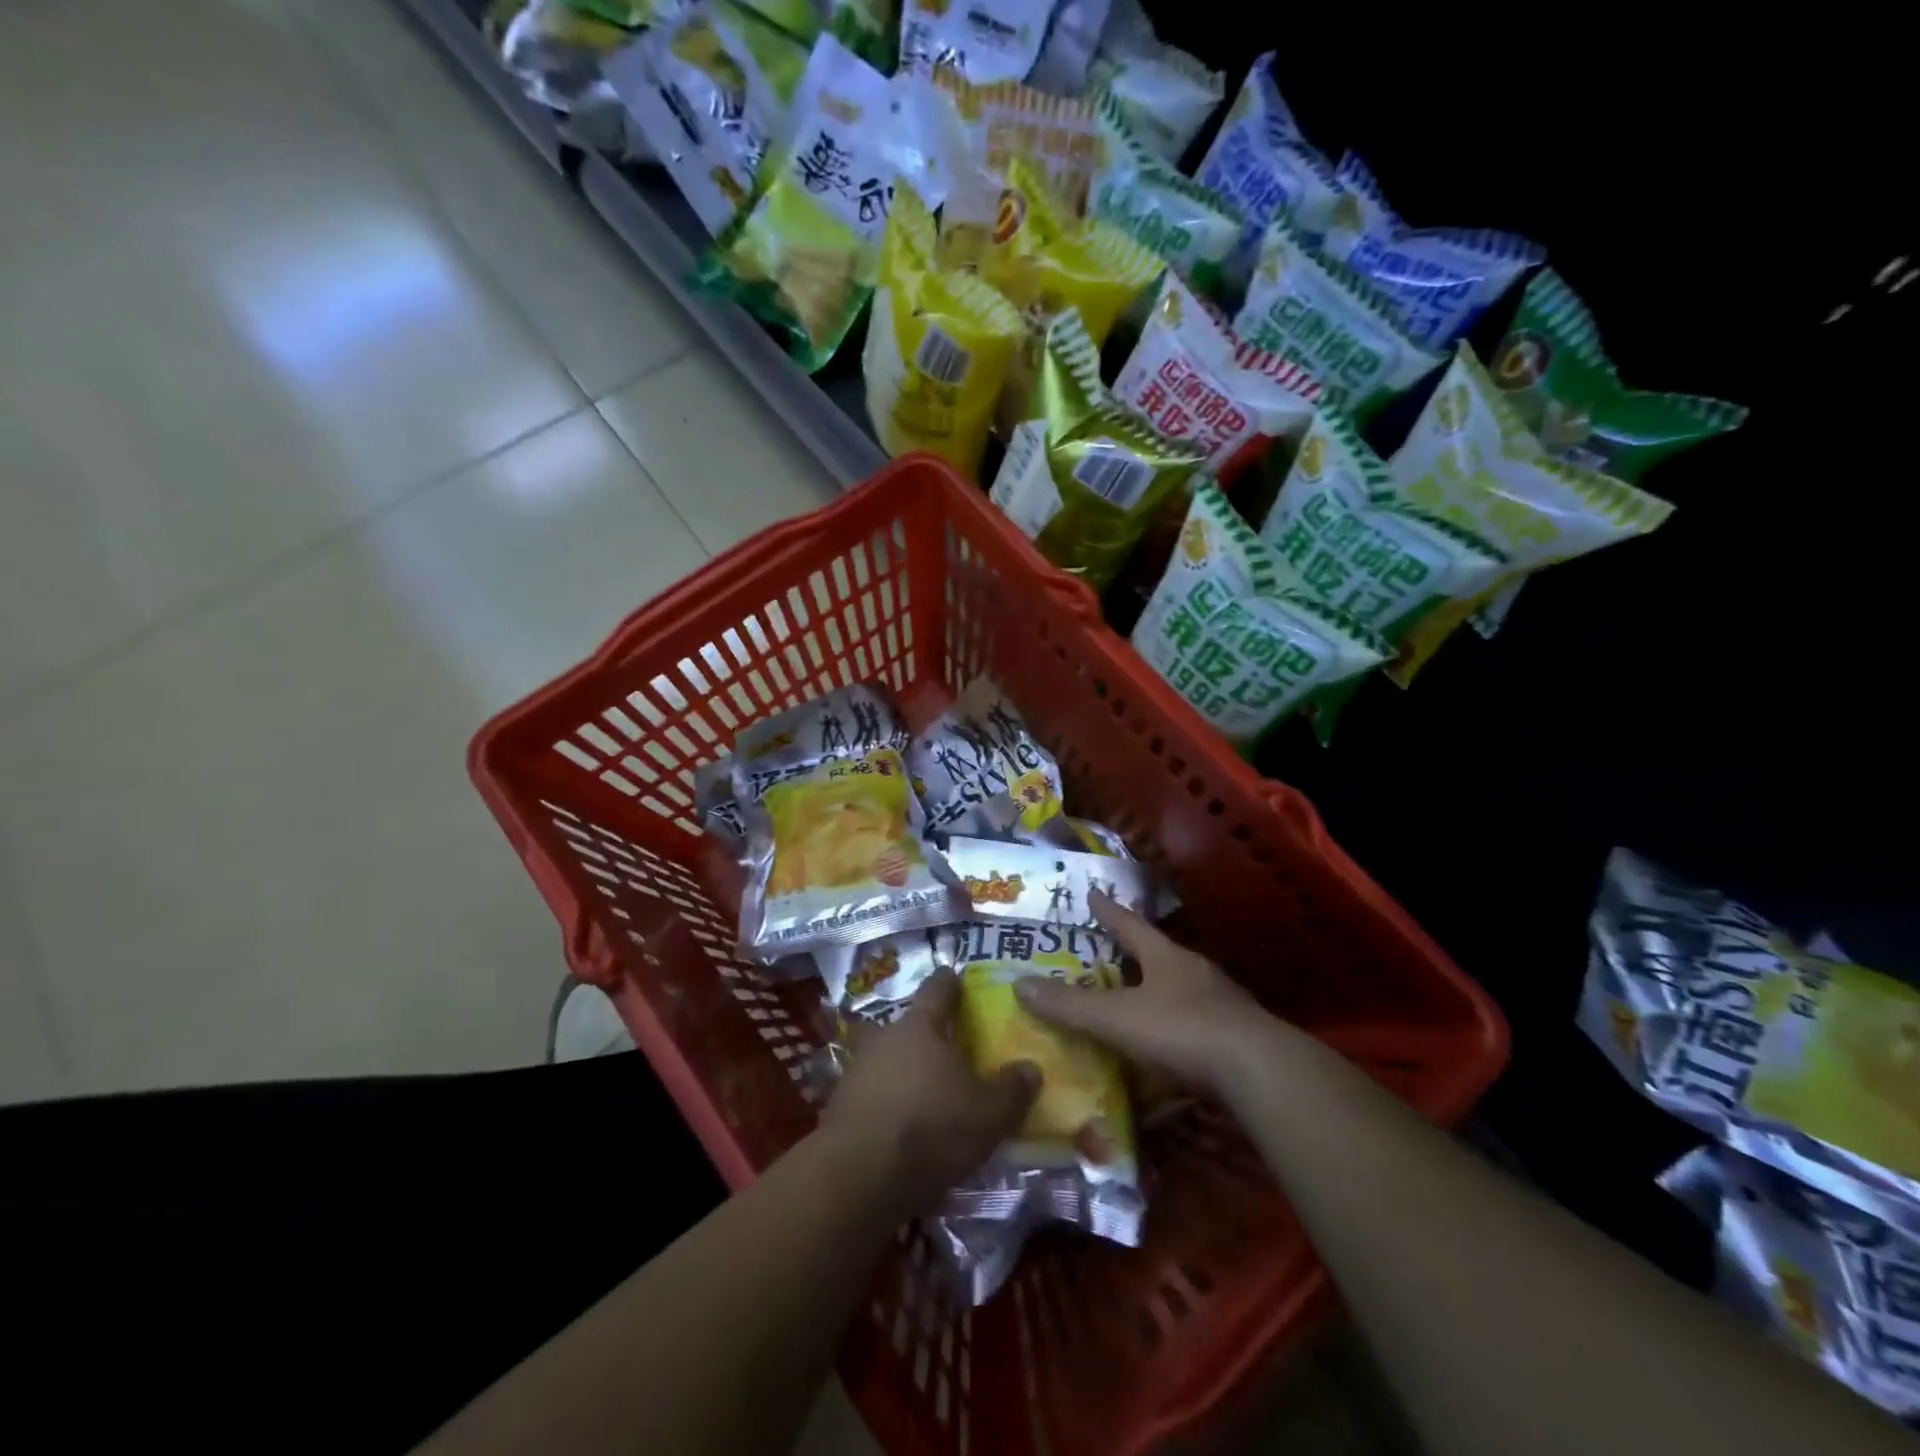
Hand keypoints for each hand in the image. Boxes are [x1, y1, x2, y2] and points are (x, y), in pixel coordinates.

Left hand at [825, 969, 1038, 1214]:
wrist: (859, 1177)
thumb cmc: (931, 1129)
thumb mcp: (989, 1114)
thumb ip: (1012, 1089)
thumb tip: (1030, 1068)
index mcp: (921, 1026)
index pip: (937, 989)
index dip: (950, 983)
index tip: (956, 977)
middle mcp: (885, 1038)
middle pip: (908, 1025)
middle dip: (926, 1033)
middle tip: (948, 1048)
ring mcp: (857, 1070)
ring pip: (886, 1058)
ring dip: (902, 1069)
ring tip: (924, 1089)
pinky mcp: (840, 1106)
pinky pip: (871, 1093)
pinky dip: (886, 1101)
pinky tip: (900, 1122)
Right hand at [1014, 891, 1280, 1093]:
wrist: (1260, 1071)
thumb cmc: (1182, 1031)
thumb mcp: (1118, 1019)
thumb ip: (1070, 1006)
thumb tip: (1018, 984)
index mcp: (1166, 957)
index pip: (1130, 924)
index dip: (1108, 910)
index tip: (1092, 892)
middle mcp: (1195, 971)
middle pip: (1159, 953)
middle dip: (1135, 951)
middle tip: (1111, 949)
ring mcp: (1221, 1002)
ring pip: (1182, 987)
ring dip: (1159, 989)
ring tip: (1137, 997)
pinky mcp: (1237, 1035)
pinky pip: (1198, 1022)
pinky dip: (1178, 1026)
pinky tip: (1169, 1043)